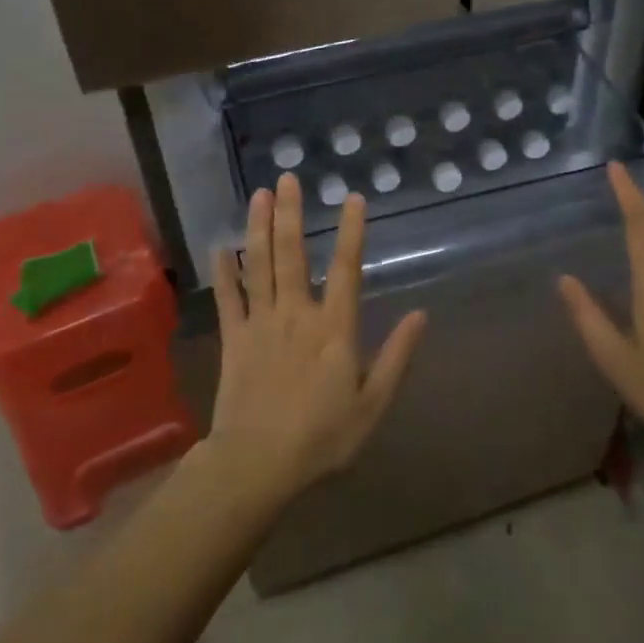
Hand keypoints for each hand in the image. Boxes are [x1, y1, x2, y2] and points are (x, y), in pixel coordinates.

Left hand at [208, 173, 426, 506]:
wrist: (258, 464)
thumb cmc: (323, 438)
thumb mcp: (373, 405)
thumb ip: (397, 357)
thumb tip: (421, 315)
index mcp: (333, 328)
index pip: (345, 268)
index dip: (350, 231)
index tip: (352, 198)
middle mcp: (296, 314)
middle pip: (292, 254)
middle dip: (290, 213)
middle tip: (288, 178)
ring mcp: (260, 323)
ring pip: (258, 265)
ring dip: (258, 227)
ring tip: (259, 194)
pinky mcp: (234, 339)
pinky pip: (229, 298)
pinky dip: (225, 271)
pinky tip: (221, 246)